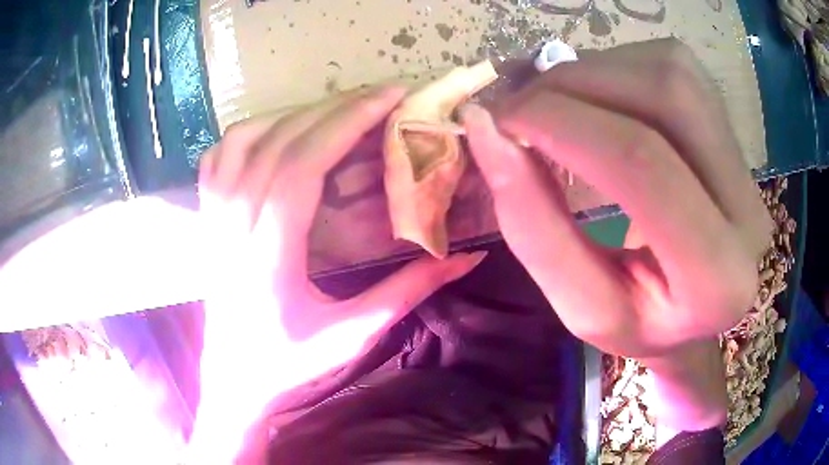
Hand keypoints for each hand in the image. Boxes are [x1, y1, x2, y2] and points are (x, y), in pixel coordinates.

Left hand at [192, 86, 484, 461]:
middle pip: (281, 140)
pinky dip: (251, 130)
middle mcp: (234, 220)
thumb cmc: (288, 362)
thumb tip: (466, 257)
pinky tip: (278, 130)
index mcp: (269, 251)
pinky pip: (219, 153)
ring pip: (246, 136)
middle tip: (381, 96)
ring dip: (295, 113)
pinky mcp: (205, 215)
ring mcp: (213, 214)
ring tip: (337, 111)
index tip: (390, 98)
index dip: (348, 121)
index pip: (304, 163)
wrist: (233, 377)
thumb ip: (408, 290)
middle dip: (335, 107)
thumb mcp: (352, 334)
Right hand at [462, 39, 770, 430]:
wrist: (697, 304)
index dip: (562, 124)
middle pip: (665, 96)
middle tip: (520, 107)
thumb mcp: (581, 306)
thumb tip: (487, 133)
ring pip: (669, 71)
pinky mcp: (732, 128)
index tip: (499, 120)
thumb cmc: (642, 322)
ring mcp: (746, 159)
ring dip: (594, 72)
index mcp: (718, 278)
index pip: (644, 166)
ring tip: (555, 104)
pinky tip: (597, 100)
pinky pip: (671, 65)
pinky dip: (616, 70)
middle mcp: (748, 209)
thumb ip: (533, 225)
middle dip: (575, 85)